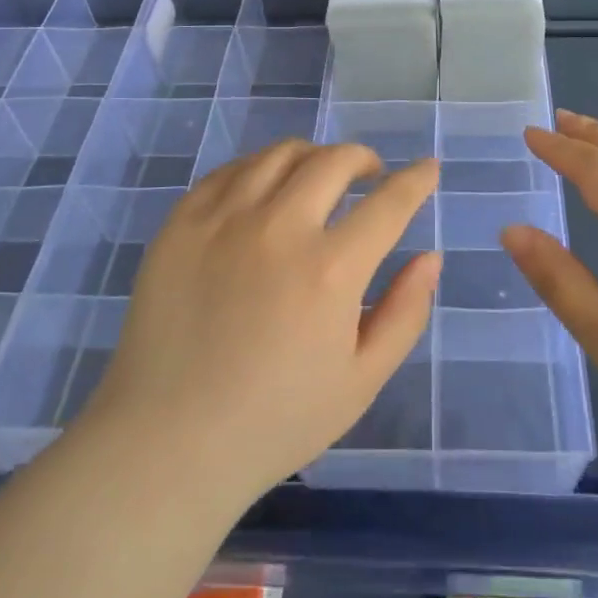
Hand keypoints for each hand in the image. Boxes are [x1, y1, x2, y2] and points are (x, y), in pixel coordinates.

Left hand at [79, 140, 439, 507]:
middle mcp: (279, 228)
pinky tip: (264, 190)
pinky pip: (229, 171)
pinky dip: (260, 168)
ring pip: (280, 154)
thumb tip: (430, 257)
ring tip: (318, 177)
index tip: (428, 168)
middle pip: (333, 161)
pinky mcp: (180, 223)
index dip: (416, 180)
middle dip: (364, 159)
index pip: (389, 202)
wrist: (167, 443)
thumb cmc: (275, 422)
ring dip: (313, 156)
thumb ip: (405, 312)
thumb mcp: (361, 380)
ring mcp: (223, 219)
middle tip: (371, 174)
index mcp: (330, 270)